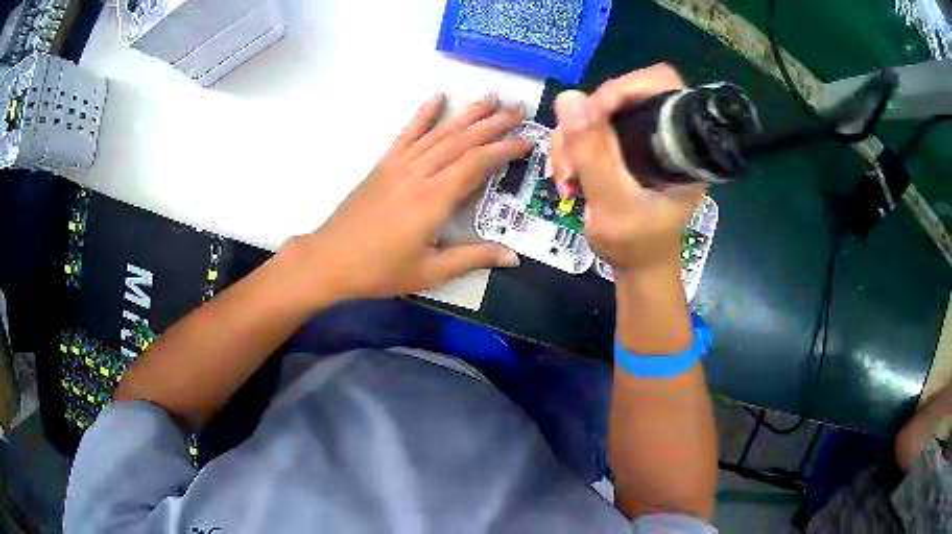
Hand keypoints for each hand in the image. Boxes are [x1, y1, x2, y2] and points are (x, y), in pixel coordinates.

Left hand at [284, 93, 529, 302]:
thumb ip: (473, 259)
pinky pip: (406, 133)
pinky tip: (437, 97)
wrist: (330, 259)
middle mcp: (419, 174)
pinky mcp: (383, 164)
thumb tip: (514, 258)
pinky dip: (422, 114)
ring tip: (490, 97)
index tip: (528, 139)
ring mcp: (399, 165)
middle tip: (518, 108)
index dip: (504, 149)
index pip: (477, 163)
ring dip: (466, 113)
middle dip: (493, 123)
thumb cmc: (380, 270)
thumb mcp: (430, 272)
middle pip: (461, 140)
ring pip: (439, 132)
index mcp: (434, 199)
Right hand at [548, 64, 704, 273]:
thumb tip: (569, 97)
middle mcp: (665, 135)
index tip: (590, 115)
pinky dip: (573, 148)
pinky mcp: (626, 147)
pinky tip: (568, 176)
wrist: (638, 266)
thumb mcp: (612, 205)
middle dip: (586, 123)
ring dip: (572, 140)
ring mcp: (644, 139)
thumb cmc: (635, 245)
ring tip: (565, 177)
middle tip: (569, 160)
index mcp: (681, 145)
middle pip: (621, 96)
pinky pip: (592, 129)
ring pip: (599, 113)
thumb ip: (593, 154)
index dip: (625, 88)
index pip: (661, 84)